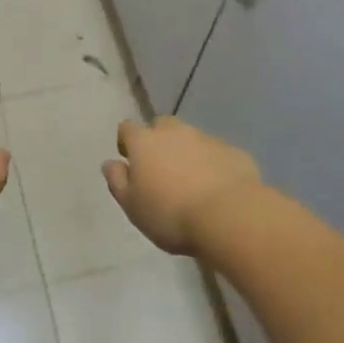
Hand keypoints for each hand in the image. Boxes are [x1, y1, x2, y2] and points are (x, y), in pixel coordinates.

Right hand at [104, 116, 261, 254]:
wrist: (230, 216)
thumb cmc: (171, 214)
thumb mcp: (133, 207)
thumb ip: (118, 182)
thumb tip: (110, 163)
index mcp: (144, 142)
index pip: (127, 128)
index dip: (127, 143)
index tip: (131, 162)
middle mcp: (174, 132)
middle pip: (161, 127)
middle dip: (160, 142)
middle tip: (163, 171)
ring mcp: (206, 138)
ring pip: (191, 139)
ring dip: (188, 153)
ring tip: (192, 183)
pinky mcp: (233, 151)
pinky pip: (217, 154)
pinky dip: (214, 165)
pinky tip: (218, 190)